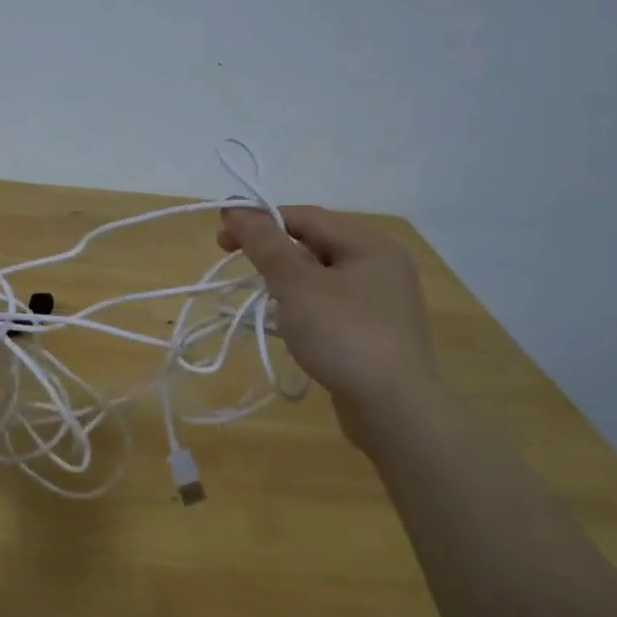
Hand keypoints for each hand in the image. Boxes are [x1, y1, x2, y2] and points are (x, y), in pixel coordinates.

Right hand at [218, 205, 439, 450]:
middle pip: (314, 245)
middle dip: (272, 254)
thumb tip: (236, 207)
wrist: (395, 409)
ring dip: (287, 283)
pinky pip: (332, 306)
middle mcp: (381, 265)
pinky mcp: (377, 332)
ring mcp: (383, 301)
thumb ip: (265, 243)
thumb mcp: (297, 284)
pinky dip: (305, 308)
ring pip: (322, 278)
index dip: (259, 222)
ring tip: (260, 299)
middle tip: (236, 268)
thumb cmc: (344, 335)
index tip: (221, 239)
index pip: (305, 217)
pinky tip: (289, 327)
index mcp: (369, 243)